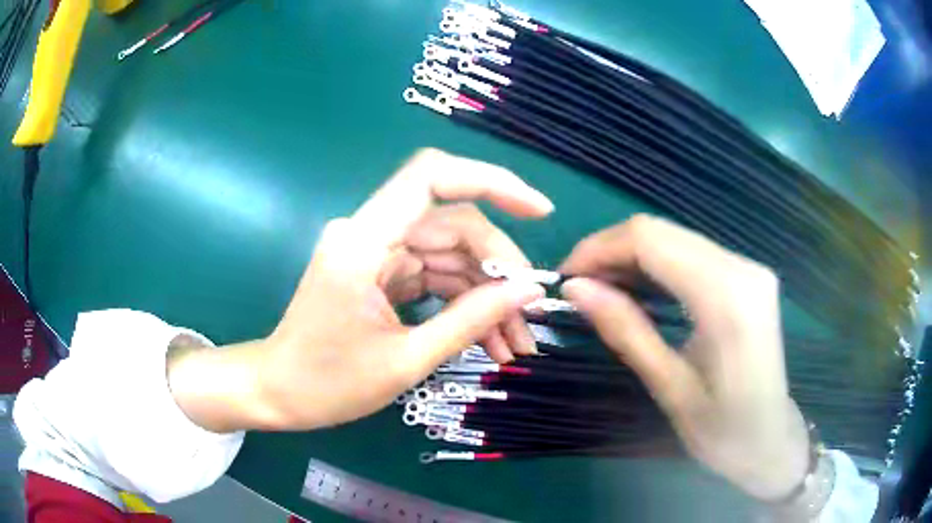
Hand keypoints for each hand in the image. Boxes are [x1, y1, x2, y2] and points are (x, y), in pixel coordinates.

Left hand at [168, 149, 550, 431]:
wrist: (279, 392)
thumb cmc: (328, 383)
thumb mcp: (406, 361)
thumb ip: (470, 320)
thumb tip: (528, 292)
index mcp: (364, 242)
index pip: (432, 178)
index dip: (492, 181)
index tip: (540, 211)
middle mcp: (370, 233)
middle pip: (454, 226)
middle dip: (500, 270)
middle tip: (530, 320)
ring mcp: (377, 252)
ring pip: (450, 255)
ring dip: (487, 295)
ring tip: (516, 344)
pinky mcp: (382, 273)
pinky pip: (435, 276)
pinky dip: (464, 303)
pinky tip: (490, 339)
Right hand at [560, 215, 808, 500]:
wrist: (772, 440)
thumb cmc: (723, 431)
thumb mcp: (670, 389)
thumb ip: (626, 331)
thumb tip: (575, 288)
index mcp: (727, 299)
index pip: (651, 240)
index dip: (599, 248)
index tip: (565, 278)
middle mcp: (743, 268)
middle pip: (662, 231)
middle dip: (611, 251)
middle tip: (579, 288)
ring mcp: (749, 268)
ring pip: (675, 238)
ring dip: (632, 257)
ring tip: (602, 291)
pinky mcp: (748, 276)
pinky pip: (692, 253)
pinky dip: (658, 265)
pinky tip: (639, 290)